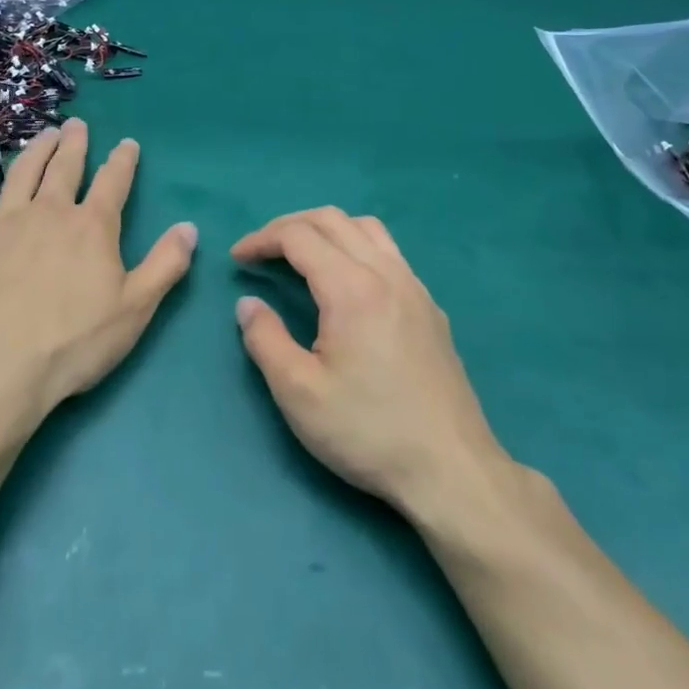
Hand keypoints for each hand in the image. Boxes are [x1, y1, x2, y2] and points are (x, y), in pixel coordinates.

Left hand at [0, 114, 196, 436]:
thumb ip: (166, 264)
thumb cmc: (72, 344)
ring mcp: (3, 221)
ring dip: (36, 149)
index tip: (128, 144)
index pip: (114, 182)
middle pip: (66, 168)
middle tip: (77, 126)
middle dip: (75, 145)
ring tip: (45, 133)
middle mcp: (49, 212)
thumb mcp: (135, 309)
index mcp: (92, 227)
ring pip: (22, 172)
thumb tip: (190, 227)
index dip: (123, 161)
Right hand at [232, 207, 514, 515]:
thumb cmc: (367, 431)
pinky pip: (389, 252)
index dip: (262, 239)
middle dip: (289, 225)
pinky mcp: (430, 307)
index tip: (238, 258)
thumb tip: (248, 304)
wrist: (450, 469)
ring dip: (327, 229)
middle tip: (262, 251)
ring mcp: (415, 287)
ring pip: (366, 229)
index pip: (299, 236)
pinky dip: (356, 246)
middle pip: (332, 220)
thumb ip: (265, 340)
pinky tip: (347, 283)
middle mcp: (386, 273)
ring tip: (302, 256)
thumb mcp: (299, 393)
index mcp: (351, 288)